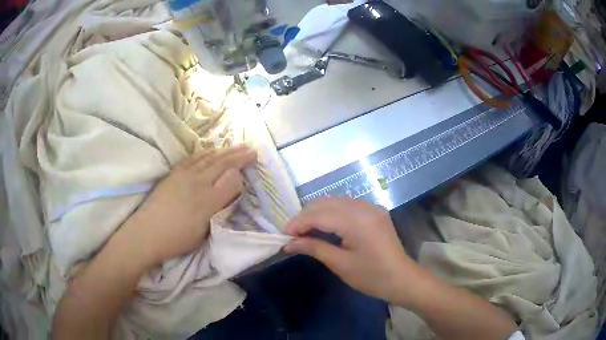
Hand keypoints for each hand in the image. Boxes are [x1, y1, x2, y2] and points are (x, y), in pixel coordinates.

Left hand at [125, 145, 256, 265]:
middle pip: (223, 164)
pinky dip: (206, 152)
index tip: (250, 169)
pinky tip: (211, 150)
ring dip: (225, 151)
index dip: (243, 173)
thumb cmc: (178, 239)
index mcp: (208, 201)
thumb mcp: (204, 232)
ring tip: (237, 146)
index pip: (232, 180)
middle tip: (252, 149)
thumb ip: (220, 210)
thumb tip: (230, 194)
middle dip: (239, 155)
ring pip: (210, 158)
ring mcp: (185, 175)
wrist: (148, 232)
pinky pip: (194, 157)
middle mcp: (198, 183)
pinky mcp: (174, 173)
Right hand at [284, 198, 418, 303]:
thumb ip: (314, 248)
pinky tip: (325, 226)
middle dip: (305, 217)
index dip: (297, 224)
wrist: (402, 279)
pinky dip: (331, 212)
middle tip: (293, 236)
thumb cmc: (372, 277)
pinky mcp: (374, 210)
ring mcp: (370, 206)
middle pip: (324, 203)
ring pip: (334, 201)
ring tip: (305, 231)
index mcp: (356, 221)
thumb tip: (288, 243)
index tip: (283, 237)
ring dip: (317, 213)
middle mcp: (363, 207)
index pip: (318, 215)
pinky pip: (346, 205)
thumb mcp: (340, 264)